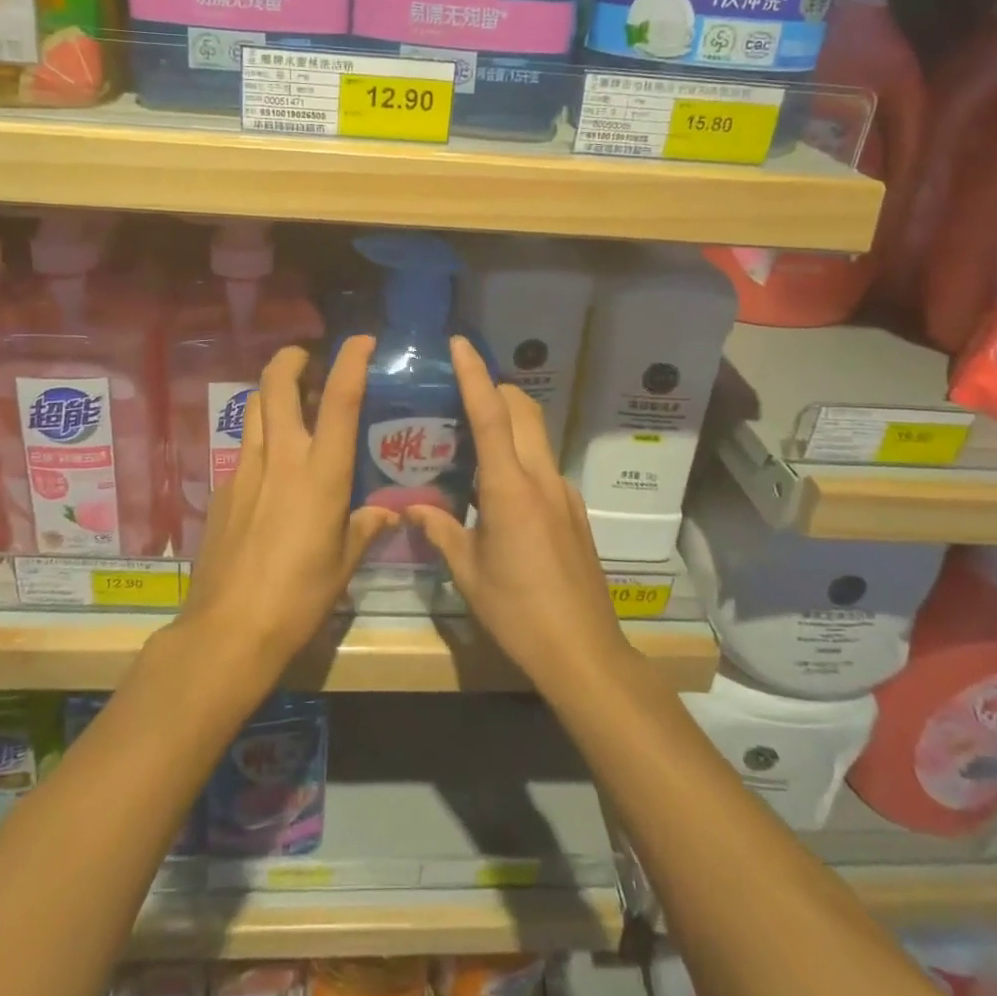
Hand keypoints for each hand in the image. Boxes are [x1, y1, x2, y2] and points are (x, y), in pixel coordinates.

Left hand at [180, 337, 394, 672]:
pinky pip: (245, 447)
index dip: (352, 361)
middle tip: (309, 358)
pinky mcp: (223, 488)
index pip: (341, 399)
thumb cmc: (299, 596)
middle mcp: (281, 457)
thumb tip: (388, 513)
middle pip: (278, 384)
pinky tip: (272, 468)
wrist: (228, 629)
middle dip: (292, 358)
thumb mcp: (344, 563)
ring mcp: (245, 469)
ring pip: (255, 408)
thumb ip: (366, 528)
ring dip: (274, 392)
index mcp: (321, 472)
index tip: (361, 340)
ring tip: (293, 403)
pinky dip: (261, 438)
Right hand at [406, 335, 630, 692]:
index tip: (459, 345)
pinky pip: (544, 466)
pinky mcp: (574, 511)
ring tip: (472, 440)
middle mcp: (542, 478)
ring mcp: (564, 492)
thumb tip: (412, 510)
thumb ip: (440, 531)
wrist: (584, 651)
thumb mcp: (468, 573)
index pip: (491, 414)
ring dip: (509, 423)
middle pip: (523, 410)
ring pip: (536, 435)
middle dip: (496, 388)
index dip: (474, 375)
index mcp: (510, 488)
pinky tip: (499, 492)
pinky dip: (520, 457)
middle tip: (460, 392)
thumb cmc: (518, 611)